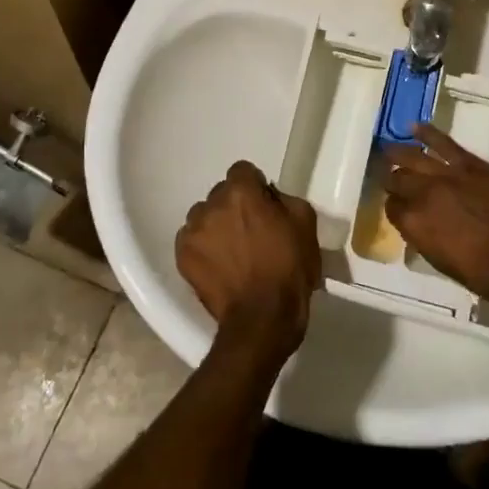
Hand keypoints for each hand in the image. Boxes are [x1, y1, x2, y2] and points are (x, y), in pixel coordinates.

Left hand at [176, 161, 320, 358]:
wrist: (262, 318)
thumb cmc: (289, 269)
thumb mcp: (305, 223)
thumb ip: (284, 199)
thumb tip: (269, 196)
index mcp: (242, 192)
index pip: (242, 170)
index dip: (254, 186)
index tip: (264, 205)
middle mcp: (212, 204)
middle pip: (221, 193)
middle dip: (234, 205)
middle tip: (250, 231)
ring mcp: (193, 230)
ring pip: (203, 215)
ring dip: (216, 225)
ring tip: (231, 250)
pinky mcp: (182, 255)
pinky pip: (191, 239)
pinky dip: (203, 246)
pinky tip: (218, 264)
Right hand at [381, 124, 488, 299]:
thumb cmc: (480, 271)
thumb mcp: (439, 260)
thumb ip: (422, 235)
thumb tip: (417, 222)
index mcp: (412, 223)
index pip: (392, 208)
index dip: (394, 207)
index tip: (399, 208)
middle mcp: (421, 194)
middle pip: (397, 180)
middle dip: (393, 181)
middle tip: (391, 180)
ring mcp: (444, 174)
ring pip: (413, 157)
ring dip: (398, 154)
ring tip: (389, 150)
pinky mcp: (468, 163)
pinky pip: (443, 143)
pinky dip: (428, 133)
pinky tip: (415, 127)